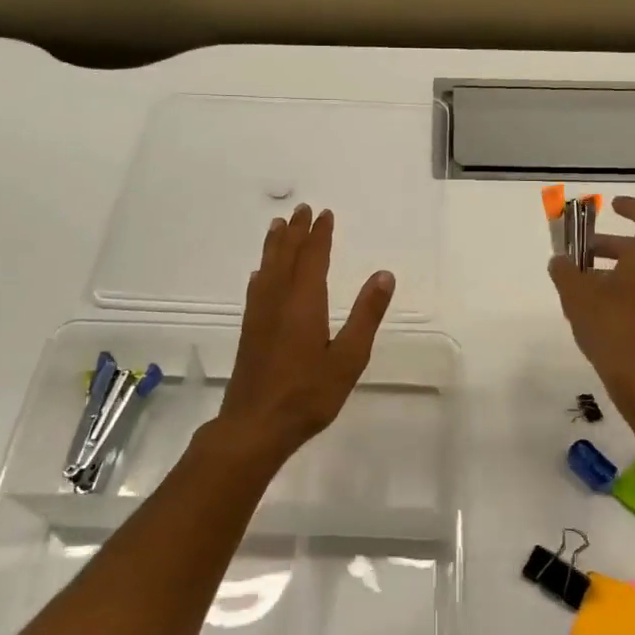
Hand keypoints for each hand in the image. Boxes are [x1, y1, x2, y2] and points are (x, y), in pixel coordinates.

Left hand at [214, 204, 394, 467]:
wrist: (255, 425)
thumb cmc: (308, 394)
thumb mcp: (349, 358)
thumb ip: (366, 315)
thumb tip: (384, 275)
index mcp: (304, 302)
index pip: (313, 257)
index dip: (320, 234)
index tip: (324, 213)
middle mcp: (278, 300)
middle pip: (285, 256)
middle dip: (295, 231)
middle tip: (300, 209)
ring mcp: (259, 316)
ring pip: (267, 269)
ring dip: (274, 245)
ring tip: (278, 226)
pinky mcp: (250, 331)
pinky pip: (256, 288)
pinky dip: (262, 272)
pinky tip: (260, 275)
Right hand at [549, 196, 634, 395]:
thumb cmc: (611, 323)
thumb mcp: (576, 294)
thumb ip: (565, 271)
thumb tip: (559, 261)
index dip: (631, 208)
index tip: (613, 206)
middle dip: (613, 247)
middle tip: (586, 253)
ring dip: (621, 272)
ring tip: (589, 284)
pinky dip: (631, 293)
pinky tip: (605, 309)